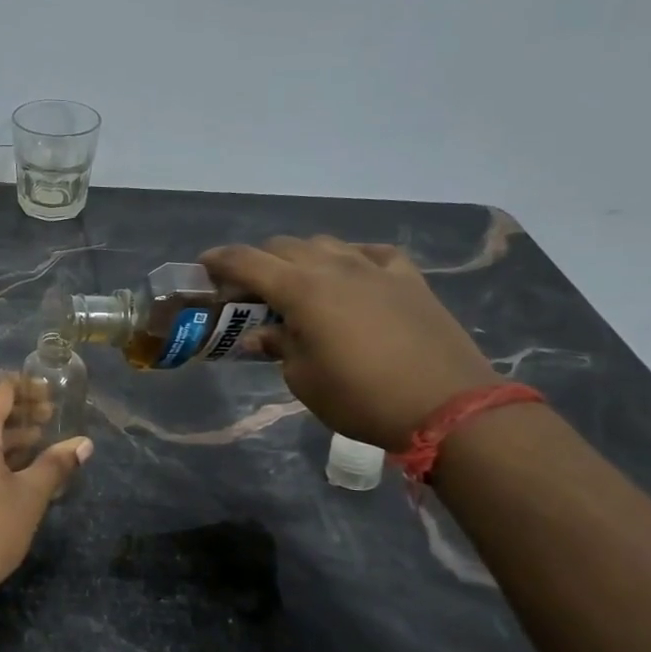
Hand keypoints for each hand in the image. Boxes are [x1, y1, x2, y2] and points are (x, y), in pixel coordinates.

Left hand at [0, 379, 92, 605]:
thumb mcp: (29, 497)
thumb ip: (56, 464)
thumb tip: (84, 444)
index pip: (0, 392)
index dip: (28, 389)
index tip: (51, 397)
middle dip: (17, 414)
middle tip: (48, 421)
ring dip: (0, 437)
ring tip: (34, 447)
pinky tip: (3, 475)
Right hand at [203, 236, 498, 449]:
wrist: (447, 406)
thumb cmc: (360, 397)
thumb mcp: (304, 379)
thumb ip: (278, 346)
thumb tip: (262, 334)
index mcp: (301, 290)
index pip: (247, 261)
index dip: (219, 261)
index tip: (203, 266)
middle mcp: (334, 267)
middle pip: (283, 247)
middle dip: (258, 262)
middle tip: (250, 291)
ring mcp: (375, 268)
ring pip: (325, 244)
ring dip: (301, 258)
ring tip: (299, 285)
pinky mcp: (408, 279)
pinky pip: (371, 254)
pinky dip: (351, 260)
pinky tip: (352, 277)